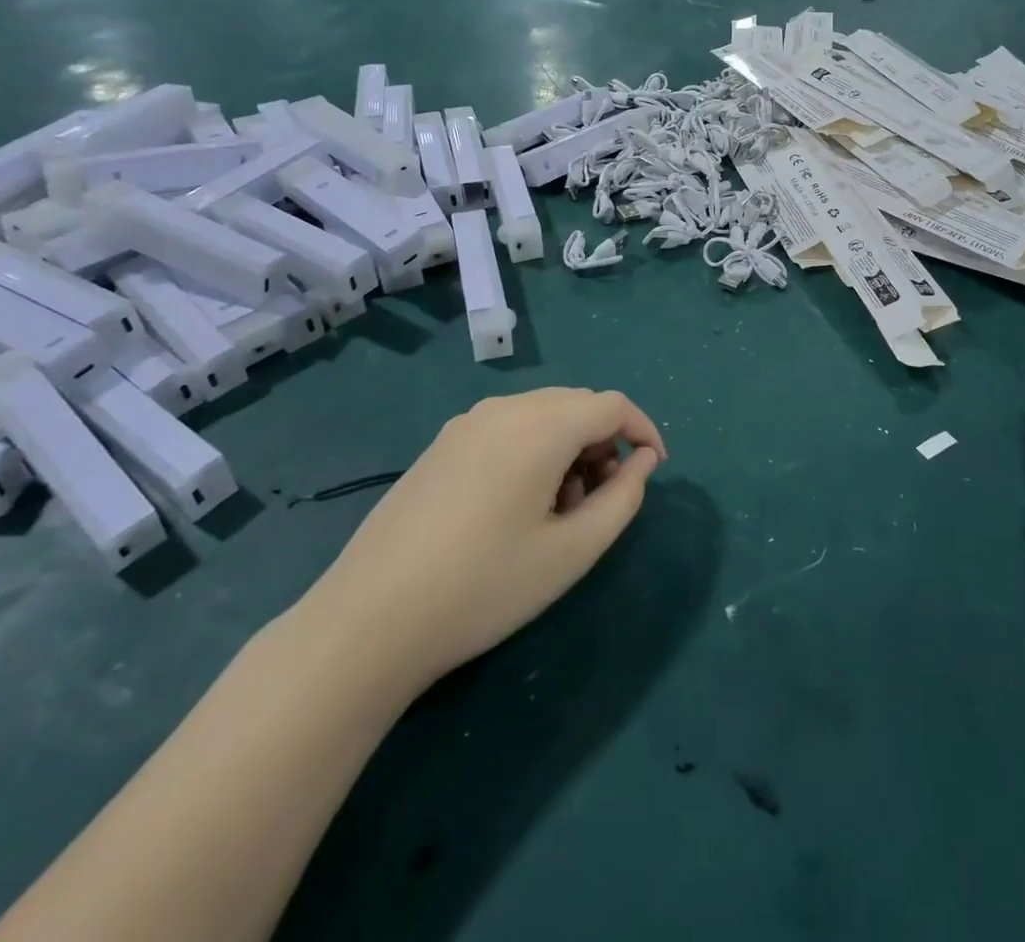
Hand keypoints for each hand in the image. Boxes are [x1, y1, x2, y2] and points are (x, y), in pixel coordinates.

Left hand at [311, 388, 665, 687]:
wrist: (369, 619)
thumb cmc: (484, 586)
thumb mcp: (572, 551)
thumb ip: (622, 499)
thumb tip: (642, 462)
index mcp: (540, 426)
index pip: (612, 405)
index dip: (643, 431)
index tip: (654, 470)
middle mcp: (504, 409)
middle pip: (577, 405)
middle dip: (605, 442)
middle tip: (603, 499)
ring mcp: (466, 423)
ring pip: (542, 414)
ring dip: (569, 447)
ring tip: (561, 510)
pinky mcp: (442, 444)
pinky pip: (507, 428)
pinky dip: (534, 450)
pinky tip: (518, 505)